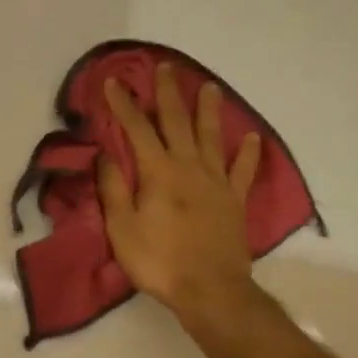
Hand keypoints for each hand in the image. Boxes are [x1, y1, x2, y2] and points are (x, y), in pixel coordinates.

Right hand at [98, 64, 262, 332]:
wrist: (209, 289)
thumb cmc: (159, 261)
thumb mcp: (122, 228)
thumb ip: (114, 189)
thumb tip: (105, 155)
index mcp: (158, 173)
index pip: (137, 130)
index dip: (124, 105)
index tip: (113, 82)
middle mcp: (189, 167)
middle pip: (177, 122)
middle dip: (168, 94)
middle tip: (165, 68)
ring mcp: (216, 182)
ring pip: (212, 137)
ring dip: (208, 111)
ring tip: (209, 87)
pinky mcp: (235, 200)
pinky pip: (243, 171)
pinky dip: (248, 153)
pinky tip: (251, 138)